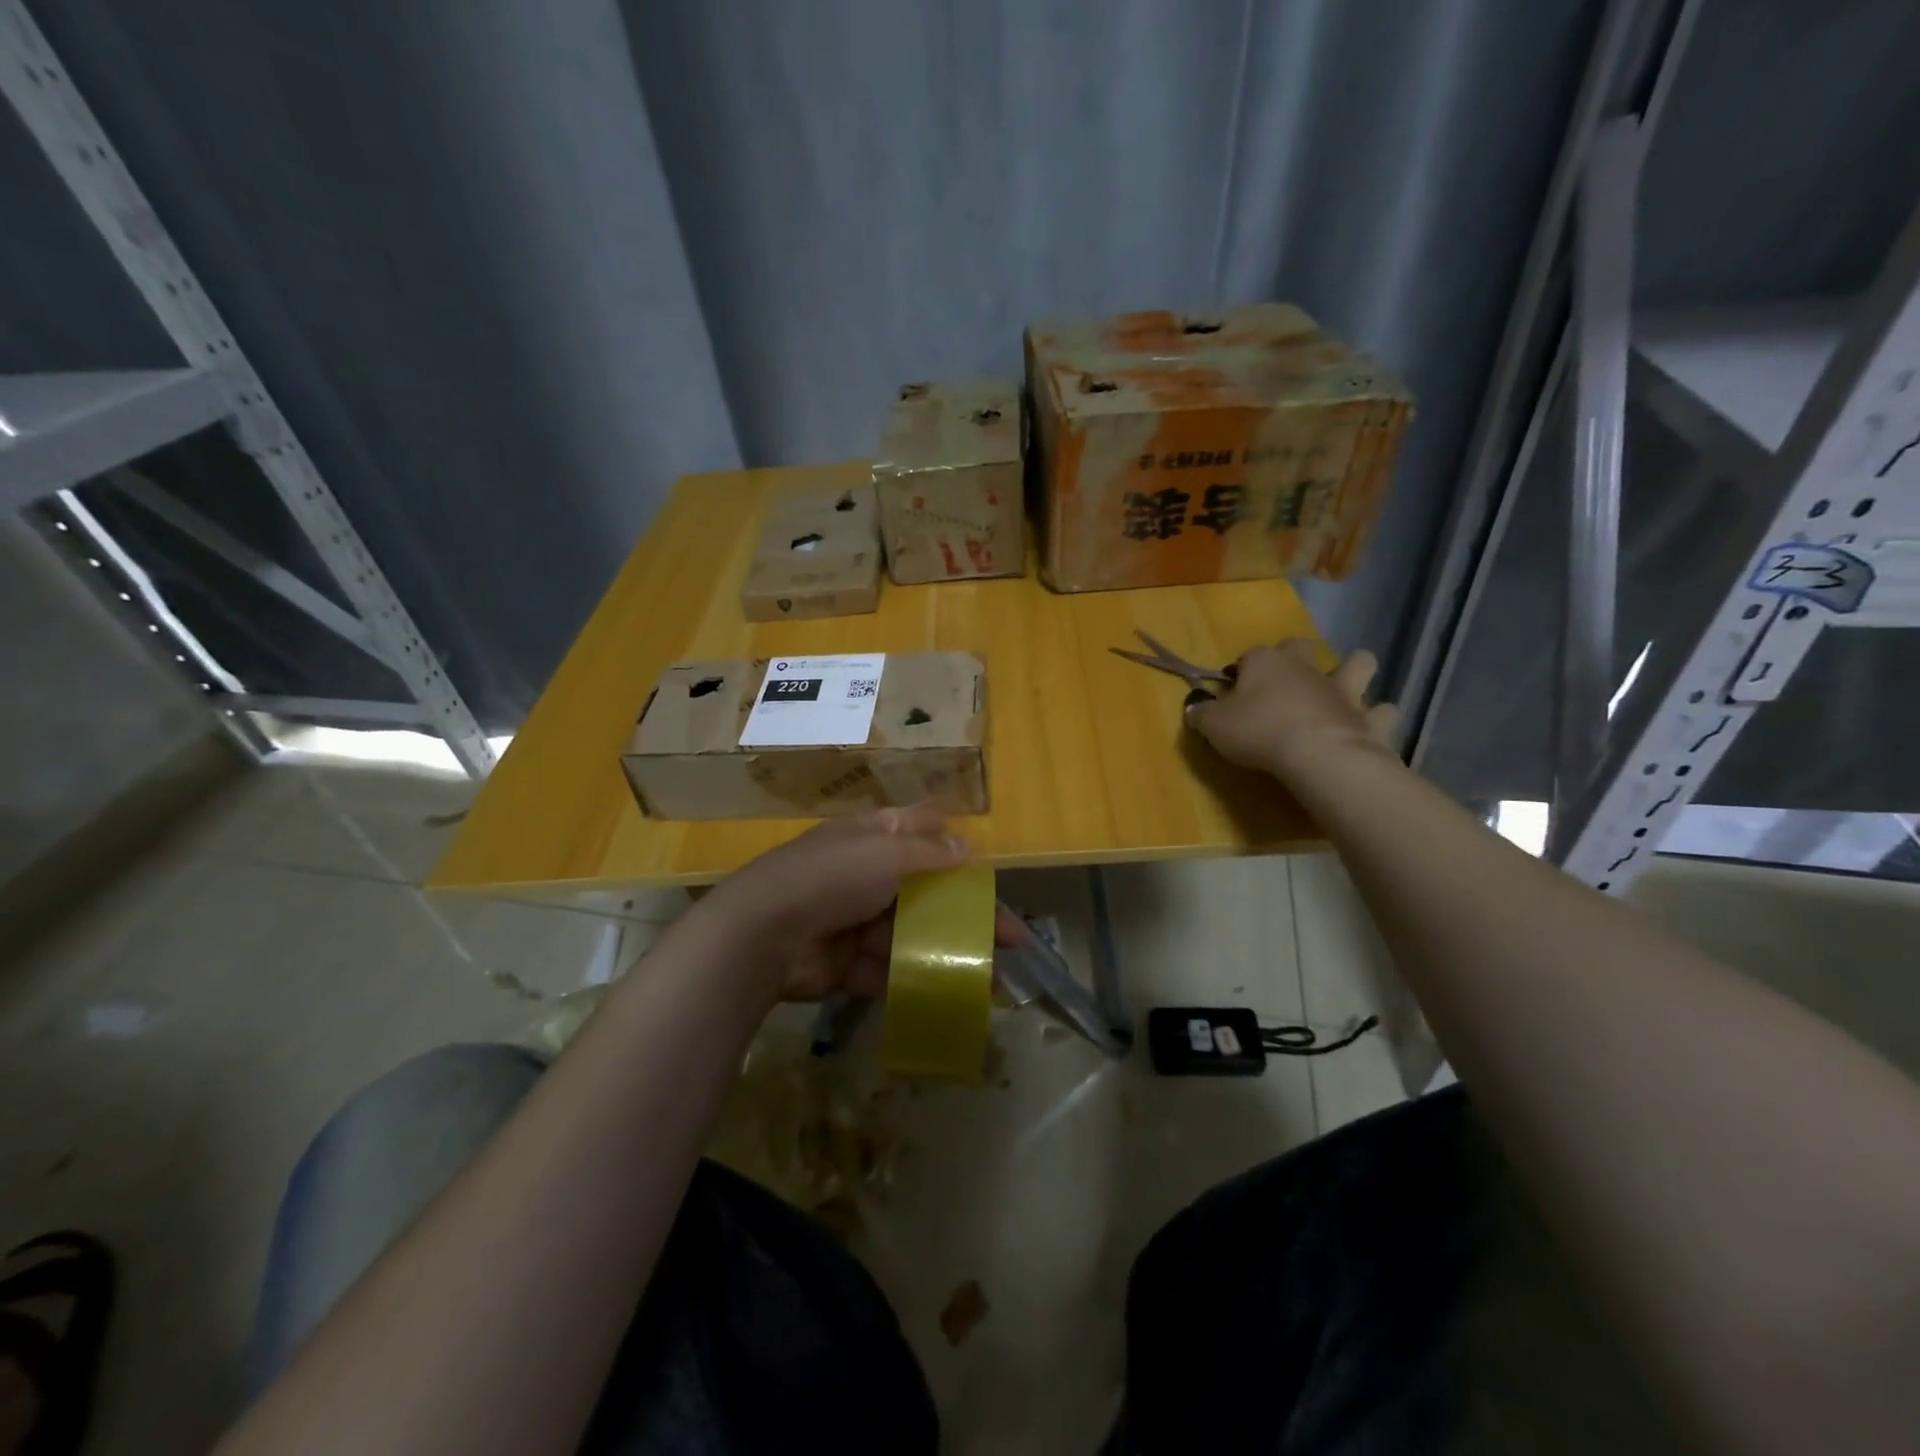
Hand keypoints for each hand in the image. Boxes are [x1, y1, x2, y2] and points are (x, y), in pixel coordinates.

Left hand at [703, 806, 1025, 1003]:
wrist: (764, 934)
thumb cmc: (832, 877)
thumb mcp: (886, 852)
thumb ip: (930, 852)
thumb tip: (968, 847)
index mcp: (870, 837)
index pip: (918, 831)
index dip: (951, 844)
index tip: (984, 866)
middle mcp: (865, 875)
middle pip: (925, 891)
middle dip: (965, 912)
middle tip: (1010, 936)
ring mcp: (855, 921)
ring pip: (912, 934)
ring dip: (948, 952)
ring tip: (991, 976)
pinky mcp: (847, 964)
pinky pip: (889, 970)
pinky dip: (917, 981)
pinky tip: (955, 995)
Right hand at [1185, 640, 1397, 785]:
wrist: (1318, 754)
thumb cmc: (1259, 732)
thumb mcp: (1214, 725)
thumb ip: (1201, 714)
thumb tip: (1194, 707)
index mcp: (1266, 663)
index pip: (1249, 655)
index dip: (1241, 670)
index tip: (1233, 688)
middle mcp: (1306, 668)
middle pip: (1303, 646)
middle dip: (1297, 655)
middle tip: (1285, 680)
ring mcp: (1343, 690)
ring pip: (1359, 664)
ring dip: (1354, 670)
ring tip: (1344, 688)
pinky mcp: (1369, 717)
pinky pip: (1384, 712)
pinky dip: (1378, 717)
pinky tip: (1370, 726)